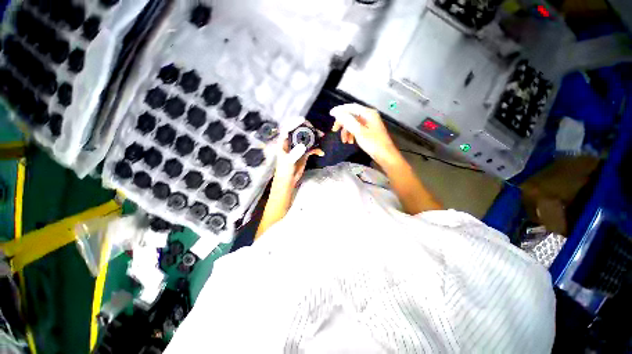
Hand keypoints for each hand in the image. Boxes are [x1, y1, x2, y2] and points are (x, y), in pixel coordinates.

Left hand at [273, 119, 323, 188]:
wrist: (288, 180)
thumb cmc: (284, 170)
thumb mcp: (288, 162)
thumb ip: (295, 153)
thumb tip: (304, 146)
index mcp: (284, 142)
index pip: (288, 129)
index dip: (294, 122)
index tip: (303, 120)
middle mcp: (291, 143)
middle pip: (299, 132)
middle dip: (308, 129)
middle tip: (316, 129)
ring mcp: (299, 147)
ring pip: (307, 139)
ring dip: (315, 137)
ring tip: (322, 136)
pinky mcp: (304, 153)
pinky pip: (312, 148)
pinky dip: (317, 149)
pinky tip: (321, 153)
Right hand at [330, 103, 399, 166]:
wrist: (385, 155)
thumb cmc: (373, 143)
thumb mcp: (359, 131)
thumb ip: (347, 121)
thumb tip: (336, 113)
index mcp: (368, 113)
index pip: (351, 107)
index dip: (340, 110)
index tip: (330, 114)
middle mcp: (369, 116)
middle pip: (351, 115)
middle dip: (342, 123)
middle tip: (334, 130)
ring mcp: (369, 124)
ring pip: (353, 124)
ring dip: (346, 131)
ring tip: (344, 141)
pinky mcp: (368, 131)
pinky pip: (357, 129)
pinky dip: (351, 135)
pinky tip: (350, 142)